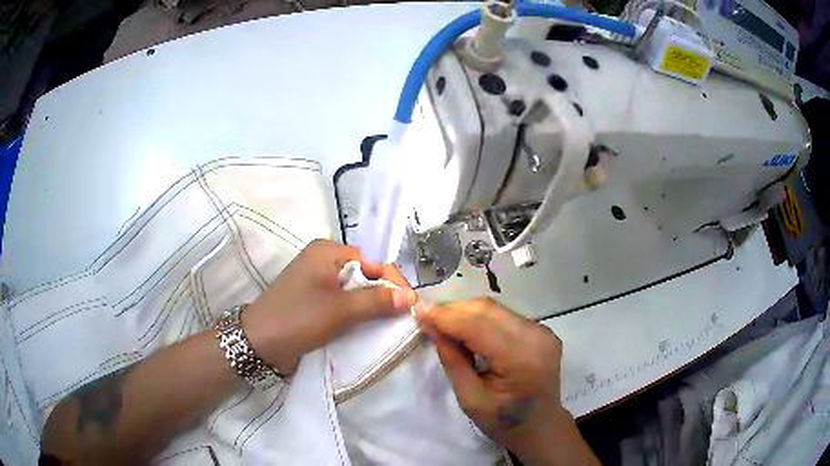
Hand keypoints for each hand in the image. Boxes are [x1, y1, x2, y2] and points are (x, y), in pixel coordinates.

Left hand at [243, 239, 415, 374]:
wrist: (258, 344)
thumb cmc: (298, 318)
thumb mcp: (341, 310)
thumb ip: (377, 301)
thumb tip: (412, 297)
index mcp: (328, 252)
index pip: (372, 262)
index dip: (393, 282)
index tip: (411, 306)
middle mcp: (323, 261)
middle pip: (364, 276)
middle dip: (384, 296)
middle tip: (403, 319)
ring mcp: (317, 282)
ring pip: (355, 292)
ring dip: (371, 308)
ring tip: (390, 326)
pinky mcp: (314, 301)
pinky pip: (343, 304)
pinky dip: (356, 315)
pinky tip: (368, 329)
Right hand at [416, 298, 597, 465]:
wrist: (540, 426)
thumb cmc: (503, 421)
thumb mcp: (470, 398)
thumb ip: (452, 360)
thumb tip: (431, 326)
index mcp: (521, 359)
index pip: (479, 326)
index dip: (447, 316)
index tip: (418, 310)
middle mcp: (536, 337)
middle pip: (488, 310)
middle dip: (454, 310)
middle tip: (427, 317)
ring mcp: (542, 331)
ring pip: (495, 309)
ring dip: (466, 312)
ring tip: (443, 323)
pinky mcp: (541, 330)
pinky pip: (505, 315)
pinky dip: (481, 318)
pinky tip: (467, 329)